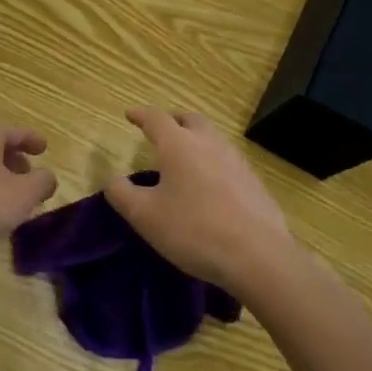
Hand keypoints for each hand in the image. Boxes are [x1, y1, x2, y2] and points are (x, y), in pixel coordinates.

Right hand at [106, 108, 298, 296]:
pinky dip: (214, 162)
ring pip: (212, 137)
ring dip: (196, 139)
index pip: (155, 118)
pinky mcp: (255, 181)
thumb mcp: (145, 216)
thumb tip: (112, 180)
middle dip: (172, 121)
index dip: (140, 115)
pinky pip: (229, 160)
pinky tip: (212, 184)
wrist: (258, 256)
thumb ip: (121, 194)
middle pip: (189, 120)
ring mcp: (236, 160)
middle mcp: (209, 143)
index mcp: (178, 144)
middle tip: (161, 131)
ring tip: (186, 157)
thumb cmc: (194, 230)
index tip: (130, 114)